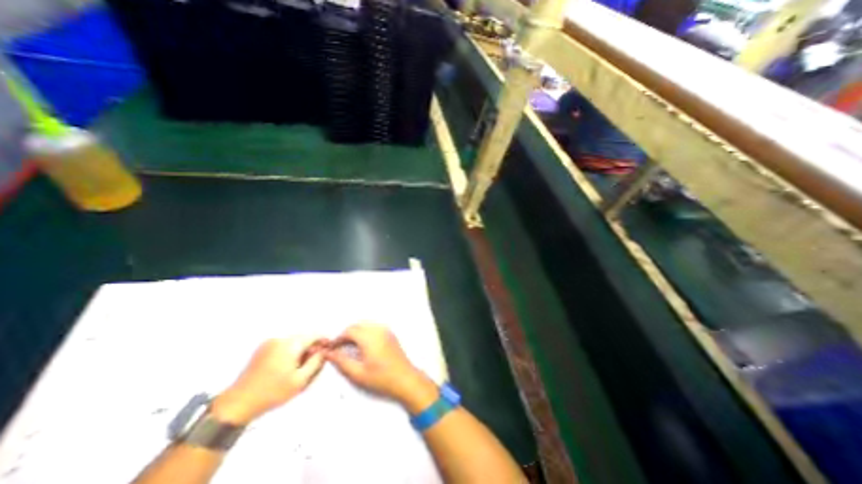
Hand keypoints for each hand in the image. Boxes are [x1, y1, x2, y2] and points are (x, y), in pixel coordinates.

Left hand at [212, 338, 326, 425]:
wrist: (237, 403)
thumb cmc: (271, 393)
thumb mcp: (300, 381)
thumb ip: (316, 362)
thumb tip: (324, 351)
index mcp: (290, 344)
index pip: (314, 335)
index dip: (324, 341)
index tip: (328, 350)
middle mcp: (280, 339)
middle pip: (304, 337)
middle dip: (311, 347)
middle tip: (312, 363)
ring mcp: (269, 342)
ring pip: (294, 341)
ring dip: (300, 350)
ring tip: (298, 368)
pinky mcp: (262, 348)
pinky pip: (283, 345)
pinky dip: (289, 351)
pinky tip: (286, 367)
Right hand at [323, 323, 437, 410]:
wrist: (405, 379)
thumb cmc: (381, 378)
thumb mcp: (358, 373)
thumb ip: (342, 362)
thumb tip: (329, 354)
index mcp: (370, 338)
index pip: (350, 331)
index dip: (338, 338)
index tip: (332, 348)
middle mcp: (378, 330)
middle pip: (357, 326)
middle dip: (346, 334)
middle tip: (339, 348)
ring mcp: (386, 330)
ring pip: (365, 325)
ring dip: (356, 333)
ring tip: (349, 347)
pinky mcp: (390, 333)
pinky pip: (374, 327)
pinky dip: (365, 332)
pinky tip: (363, 345)